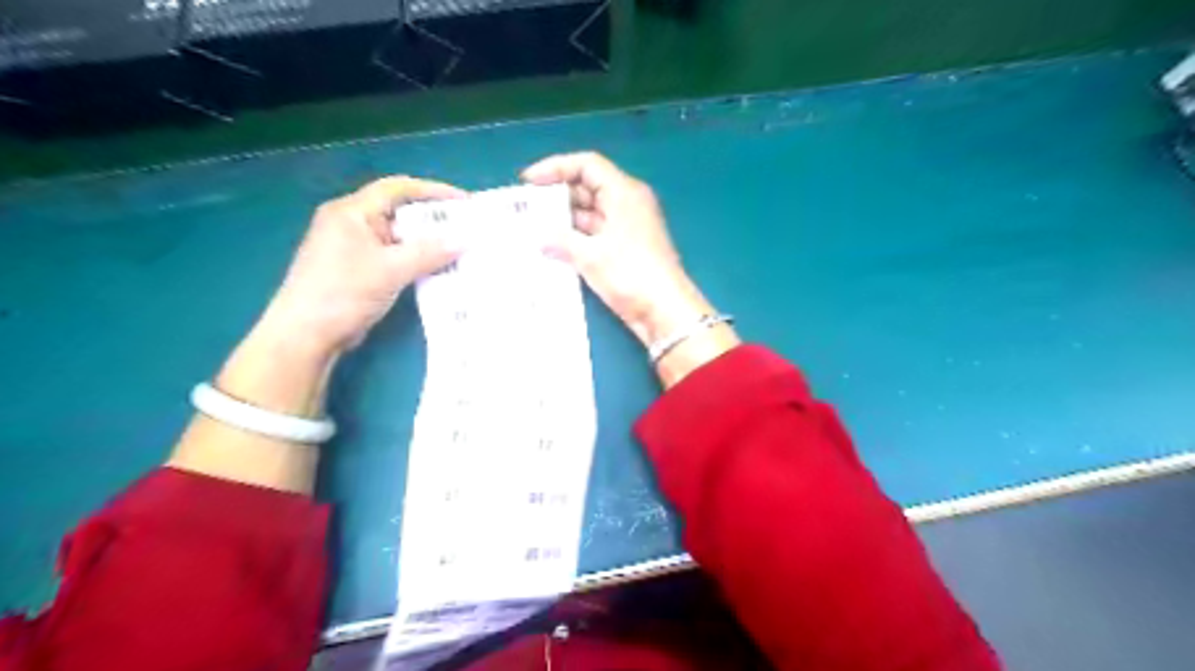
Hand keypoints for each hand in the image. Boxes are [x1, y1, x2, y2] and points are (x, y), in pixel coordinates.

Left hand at [262, 175, 466, 359]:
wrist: (306, 335)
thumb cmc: (343, 293)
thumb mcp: (391, 269)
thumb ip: (430, 253)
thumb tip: (466, 240)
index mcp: (351, 212)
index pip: (397, 189)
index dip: (433, 191)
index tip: (465, 202)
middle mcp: (351, 223)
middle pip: (400, 212)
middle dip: (434, 219)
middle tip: (468, 228)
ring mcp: (353, 248)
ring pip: (399, 237)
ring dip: (428, 243)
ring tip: (460, 249)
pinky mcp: (359, 270)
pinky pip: (395, 257)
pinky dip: (417, 260)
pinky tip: (439, 271)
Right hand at [524, 151, 708, 344]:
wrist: (664, 311)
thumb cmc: (631, 274)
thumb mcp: (591, 256)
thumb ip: (561, 241)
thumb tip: (539, 237)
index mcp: (624, 193)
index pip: (587, 165)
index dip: (555, 167)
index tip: (528, 181)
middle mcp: (626, 204)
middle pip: (587, 188)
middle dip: (556, 196)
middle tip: (525, 208)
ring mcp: (626, 227)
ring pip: (589, 214)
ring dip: (563, 220)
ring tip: (530, 229)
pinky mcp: (623, 249)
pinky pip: (594, 235)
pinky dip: (574, 239)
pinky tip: (550, 249)